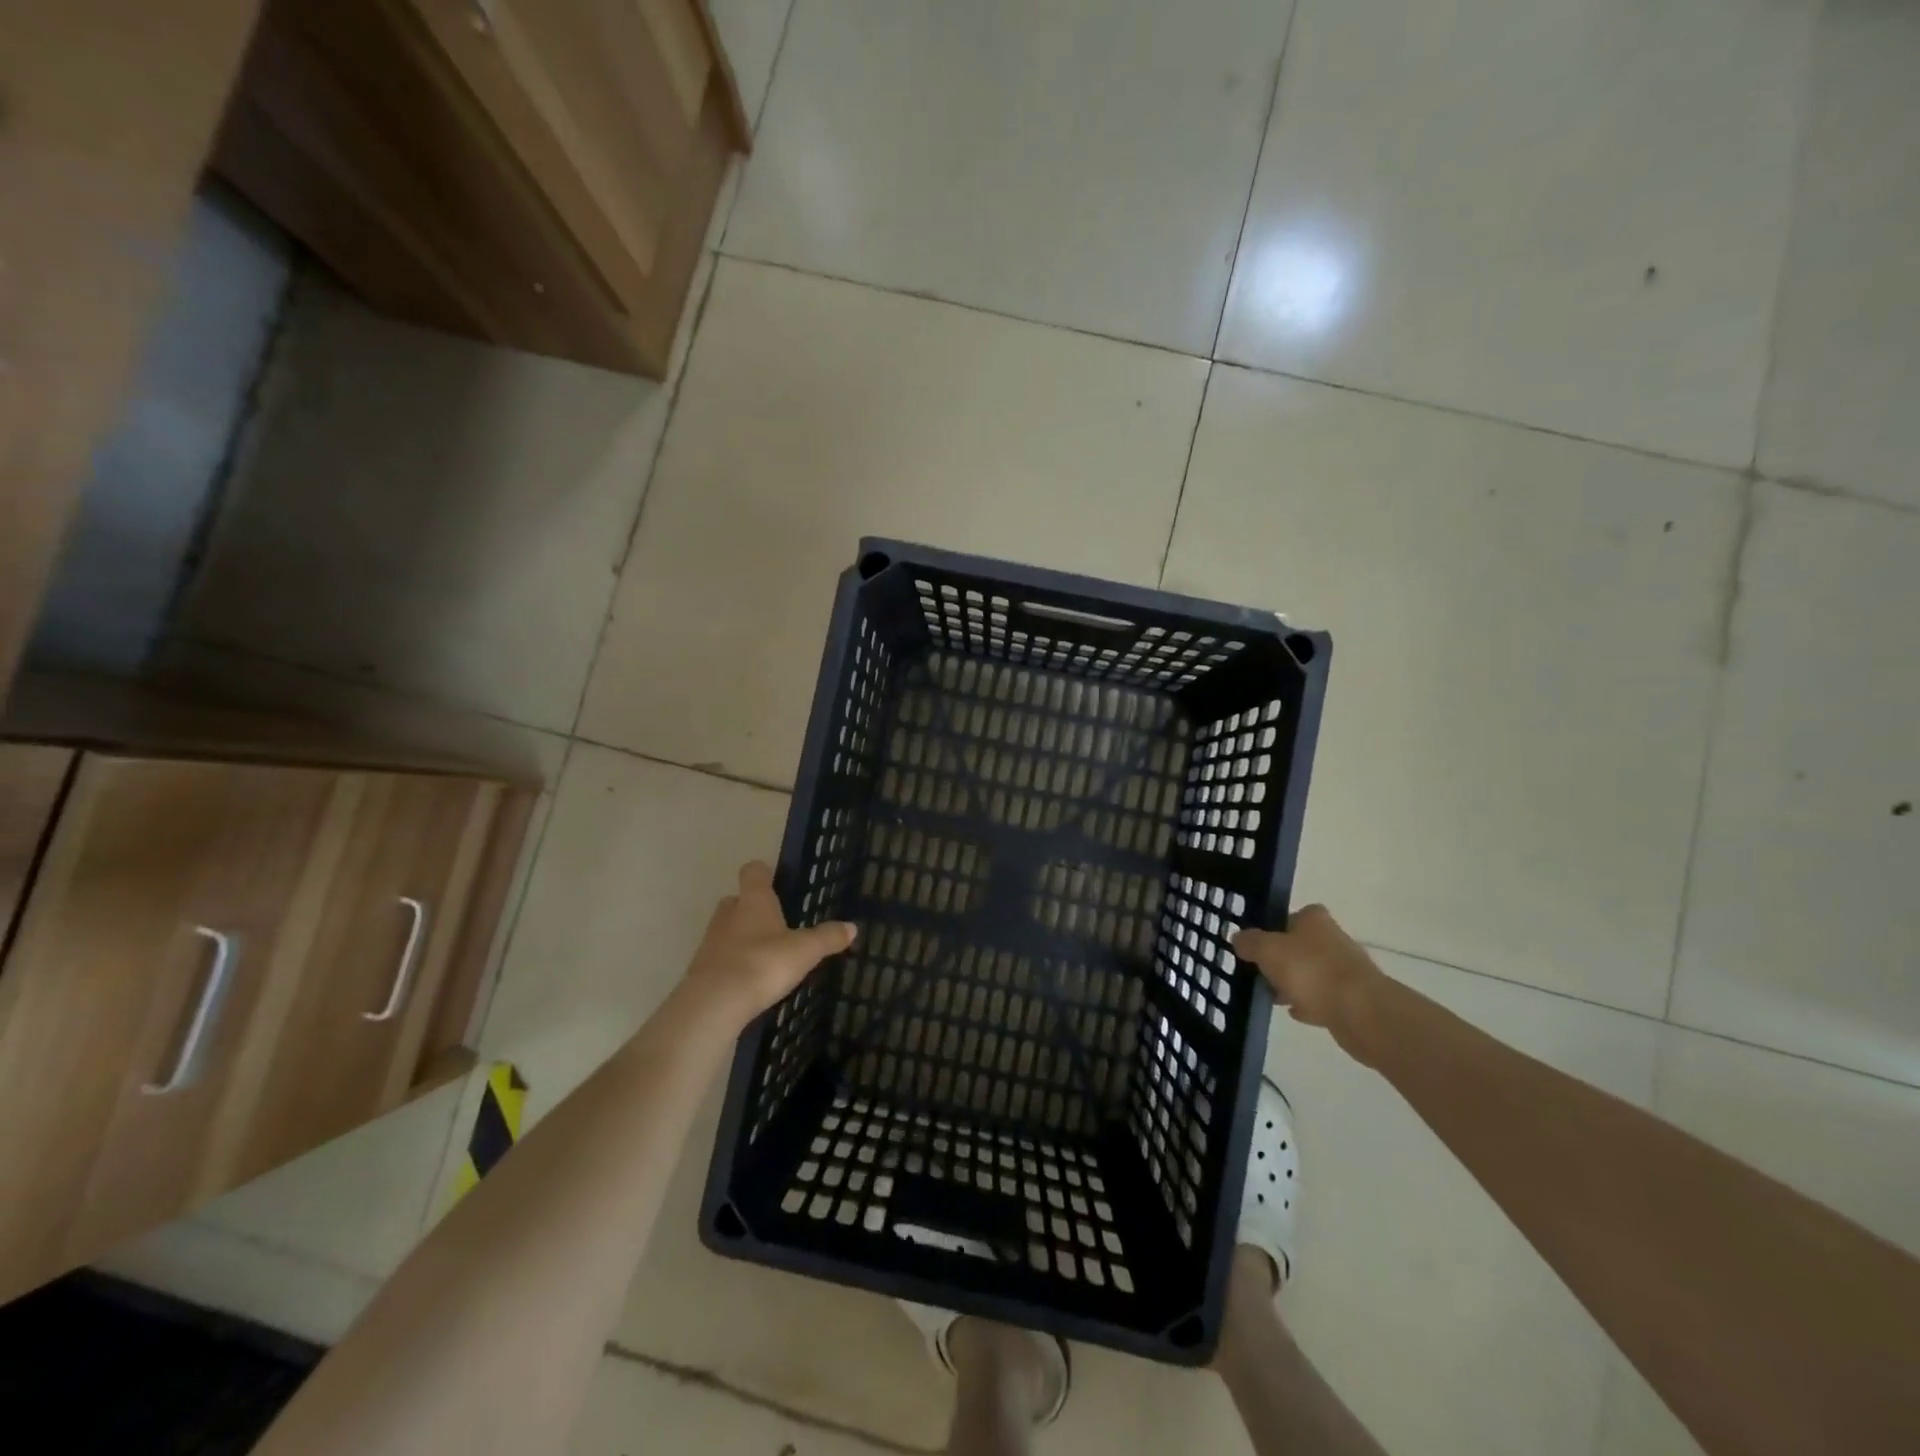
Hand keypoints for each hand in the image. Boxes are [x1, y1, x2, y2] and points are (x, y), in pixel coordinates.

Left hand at [685, 861, 856, 1025]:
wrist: (715, 1003)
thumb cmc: (763, 963)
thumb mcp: (805, 951)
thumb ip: (827, 938)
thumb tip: (852, 927)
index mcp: (753, 901)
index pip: (753, 872)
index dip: (763, 872)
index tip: (774, 877)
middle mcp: (728, 915)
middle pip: (735, 900)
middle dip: (750, 907)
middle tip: (772, 920)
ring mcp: (710, 942)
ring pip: (725, 929)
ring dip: (740, 936)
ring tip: (763, 952)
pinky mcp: (701, 970)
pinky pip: (719, 958)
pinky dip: (732, 963)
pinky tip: (748, 979)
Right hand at [1234, 906, 1384, 1061]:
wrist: (1360, 1012)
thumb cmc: (1310, 970)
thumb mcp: (1267, 950)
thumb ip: (1249, 942)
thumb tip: (1239, 938)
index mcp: (1314, 919)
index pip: (1289, 915)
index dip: (1271, 928)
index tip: (1255, 945)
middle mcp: (1333, 938)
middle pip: (1299, 945)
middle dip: (1280, 959)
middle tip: (1258, 972)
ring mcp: (1345, 969)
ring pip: (1310, 972)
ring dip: (1293, 983)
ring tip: (1272, 996)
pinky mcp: (1353, 997)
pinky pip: (1323, 997)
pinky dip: (1309, 1003)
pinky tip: (1295, 1012)